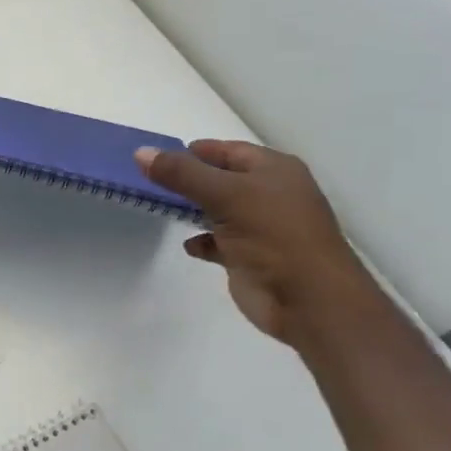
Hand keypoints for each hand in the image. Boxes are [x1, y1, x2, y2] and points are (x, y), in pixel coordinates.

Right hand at [135, 140, 380, 346]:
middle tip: (151, 181)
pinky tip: (189, 245)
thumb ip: (182, 174)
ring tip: (161, 208)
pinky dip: (204, 241)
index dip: (196, 151)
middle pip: (222, 179)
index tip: (159, 156)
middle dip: (190, 180)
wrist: (308, 300)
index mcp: (274, 170)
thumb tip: (141, 152)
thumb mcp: (225, 196)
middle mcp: (270, 194)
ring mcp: (262, 227)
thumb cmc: (273, 236)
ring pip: (220, 210)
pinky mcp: (252, 257)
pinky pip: (221, 242)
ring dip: (194, 209)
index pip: (229, 150)